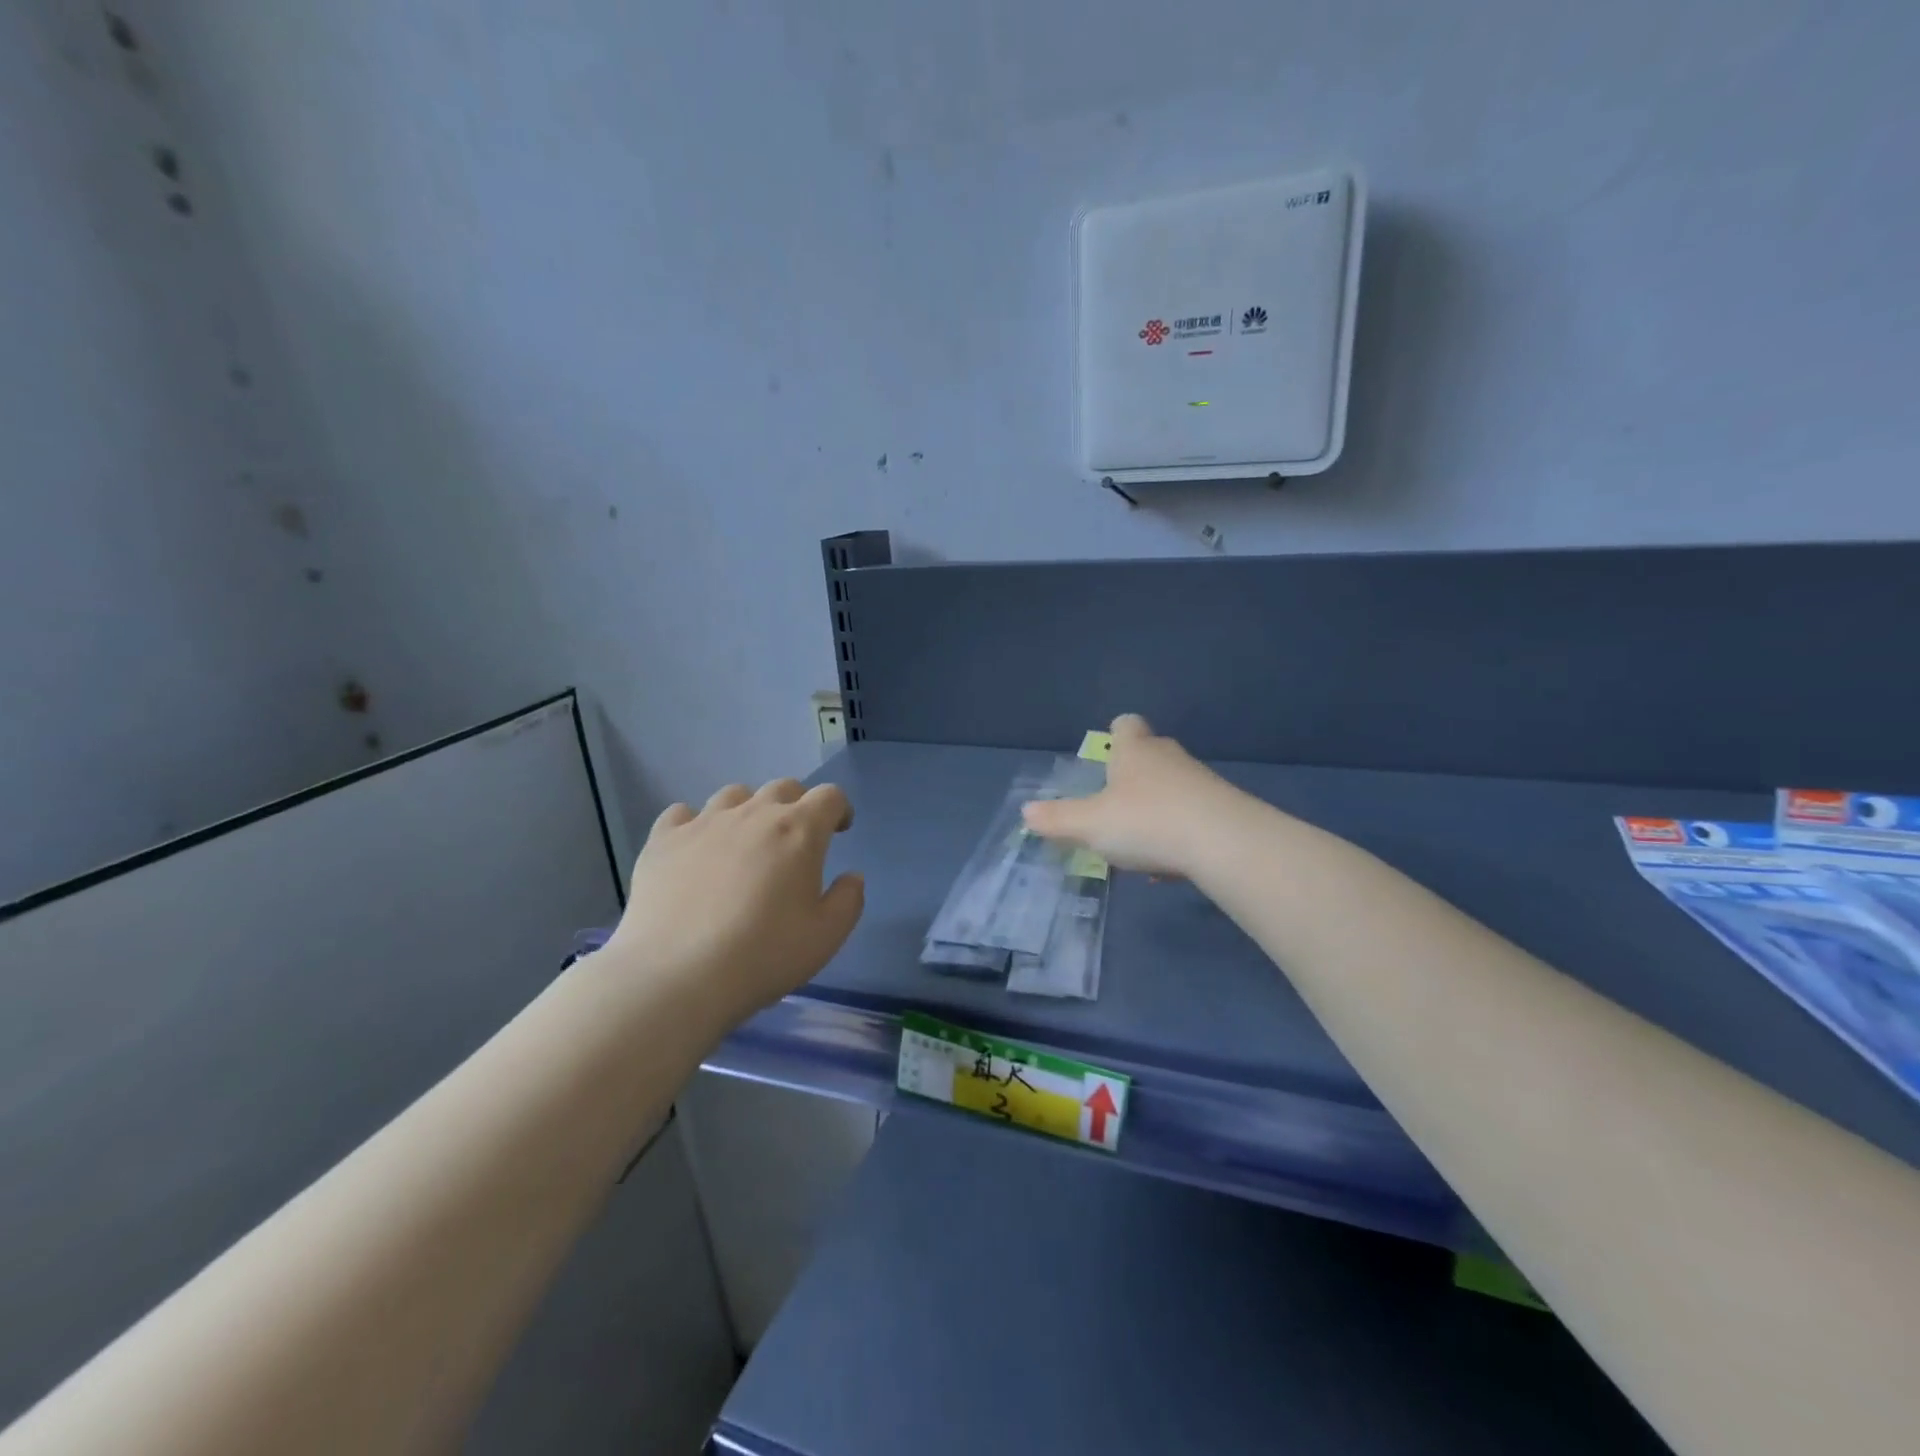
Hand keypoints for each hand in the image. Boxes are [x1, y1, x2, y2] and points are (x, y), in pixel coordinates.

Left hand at [606, 779, 863, 1026]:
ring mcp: (704, 823)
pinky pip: (682, 813)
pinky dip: (695, 824)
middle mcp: (753, 814)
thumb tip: (852, 876)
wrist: (676, 976)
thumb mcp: (826, 937)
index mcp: (798, 831)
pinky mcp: (663, 841)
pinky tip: (696, 850)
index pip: (829, 796)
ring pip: (734, 795)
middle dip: (797, 805)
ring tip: (745, 842)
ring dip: (749, 810)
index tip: (839, 831)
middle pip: (783, 788)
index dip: (839, 809)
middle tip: (795, 840)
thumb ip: (848, 900)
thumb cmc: (763, 955)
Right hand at [1020, 714, 1238, 877]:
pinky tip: (1168, 866)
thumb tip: (1026, 812)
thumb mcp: (1090, 825)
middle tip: (1113, 807)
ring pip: (1171, 788)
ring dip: (1155, 810)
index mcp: (1134, 751)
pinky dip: (1178, 834)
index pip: (1125, 725)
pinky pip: (1192, 815)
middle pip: (1149, 755)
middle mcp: (1168, 757)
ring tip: (1138, 845)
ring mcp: (1200, 781)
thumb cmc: (1145, 821)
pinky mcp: (1223, 809)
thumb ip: (1057, 819)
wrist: (1223, 842)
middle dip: (1132, 777)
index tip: (1107, 756)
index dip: (1116, 735)